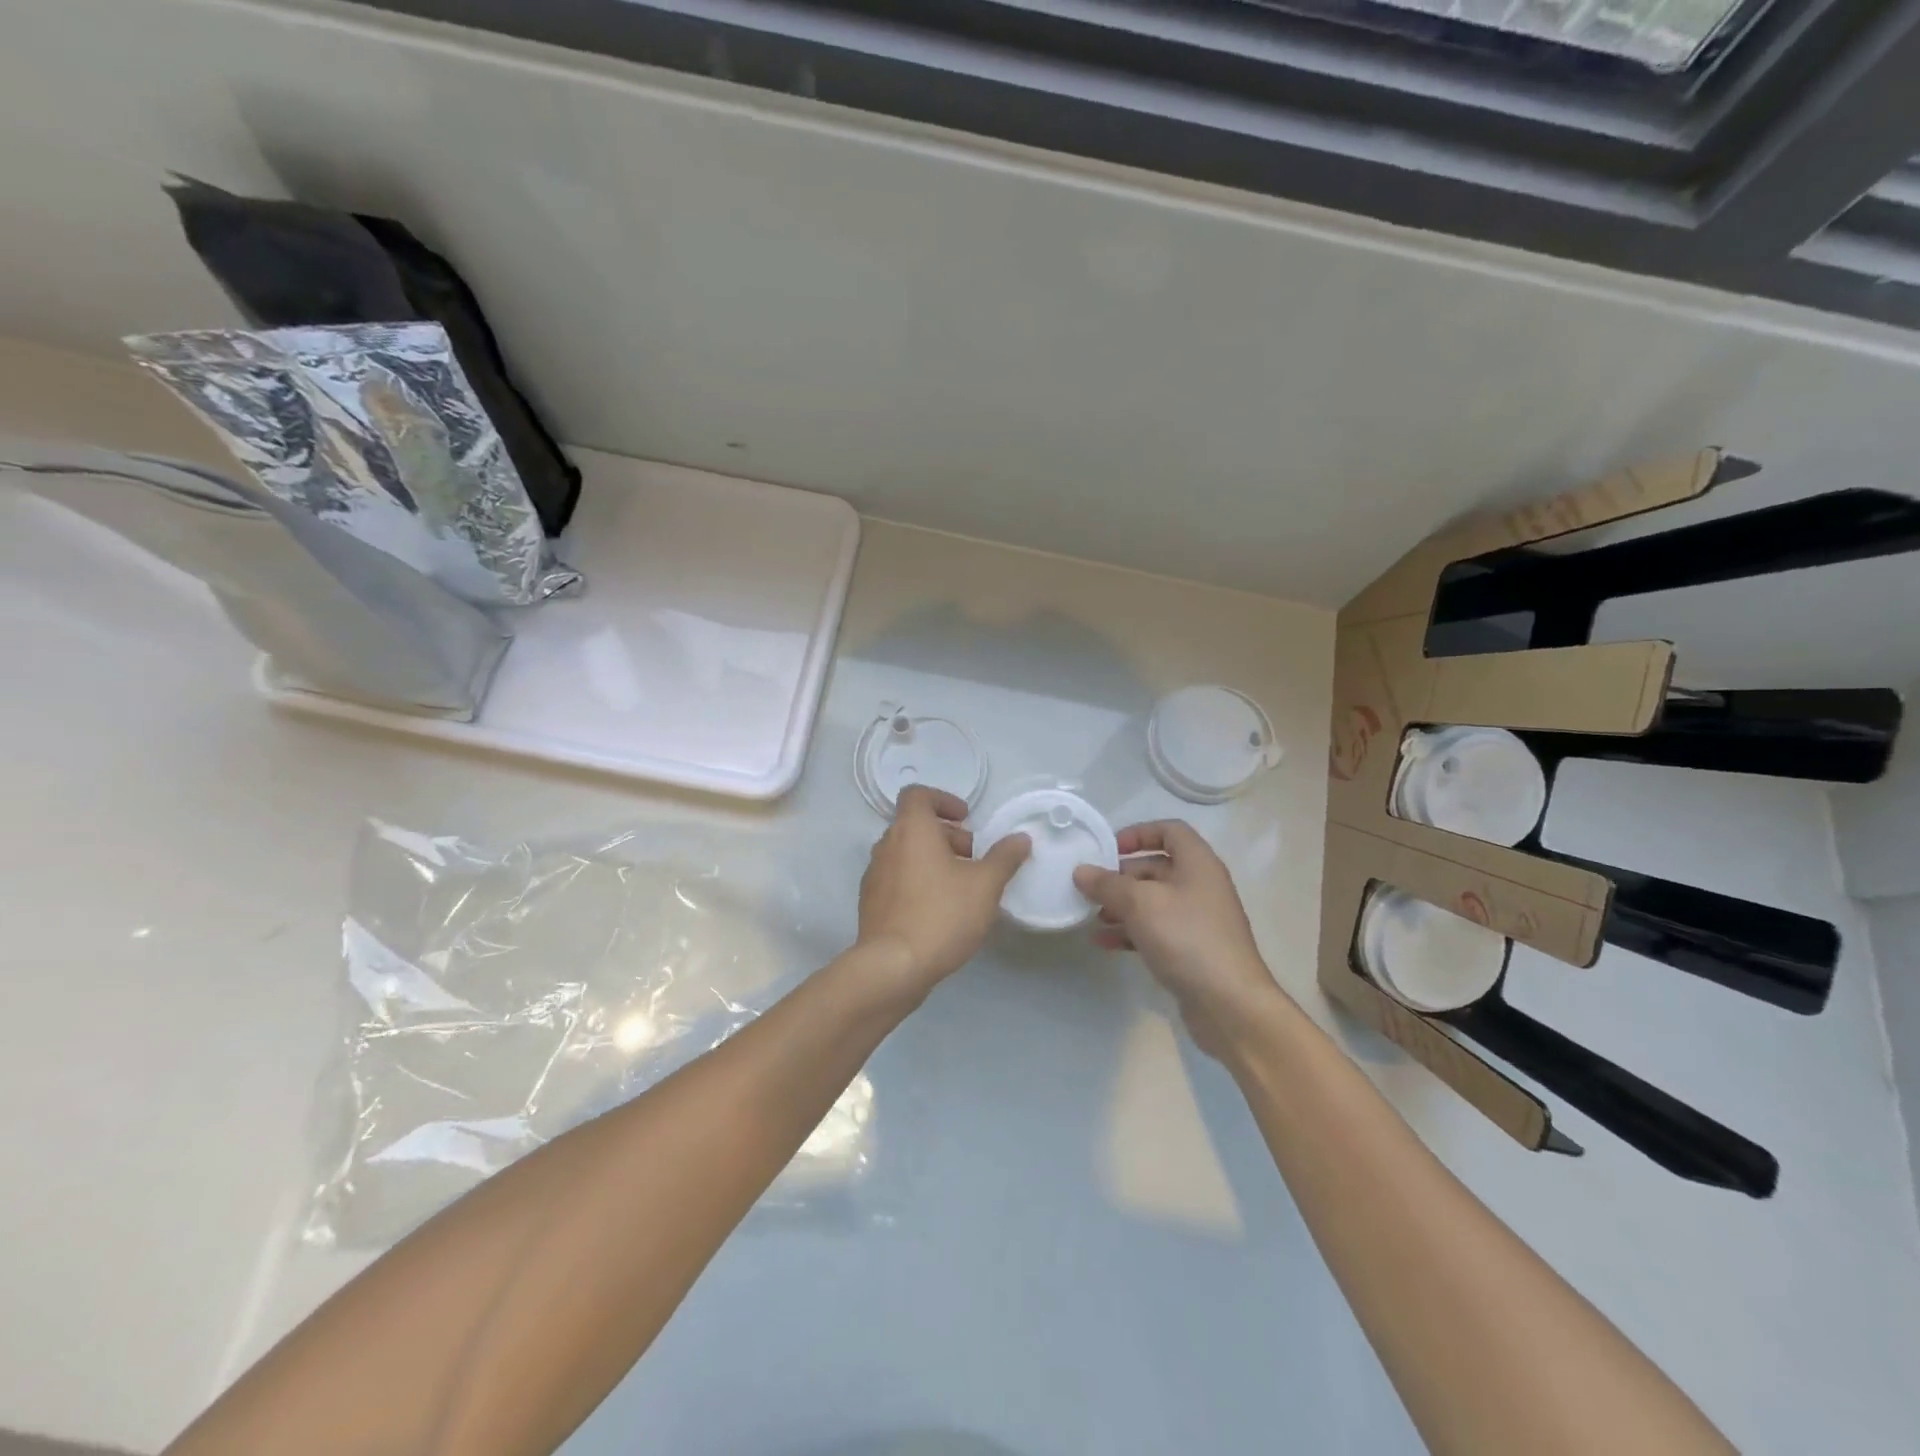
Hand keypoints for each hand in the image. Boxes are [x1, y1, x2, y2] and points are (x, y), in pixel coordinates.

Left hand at [856, 786, 1030, 999]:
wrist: (893, 966)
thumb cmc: (942, 914)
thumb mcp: (985, 885)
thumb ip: (1004, 858)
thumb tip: (1020, 838)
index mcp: (911, 829)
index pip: (918, 795)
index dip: (943, 800)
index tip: (966, 820)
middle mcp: (886, 845)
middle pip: (915, 825)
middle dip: (946, 836)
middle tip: (973, 858)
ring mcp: (874, 875)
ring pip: (906, 853)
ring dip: (932, 859)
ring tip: (960, 886)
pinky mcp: (871, 903)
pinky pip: (896, 879)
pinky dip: (917, 881)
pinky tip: (939, 909)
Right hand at [1073, 821, 1284, 1057]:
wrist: (1230, 1004)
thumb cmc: (1187, 938)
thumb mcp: (1140, 904)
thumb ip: (1108, 884)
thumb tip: (1081, 871)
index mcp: (1198, 864)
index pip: (1170, 831)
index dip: (1138, 833)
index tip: (1109, 849)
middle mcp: (1201, 886)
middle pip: (1157, 867)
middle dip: (1122, 875)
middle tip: (1092, 887)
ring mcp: (1198, 920)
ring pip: (1154, 901)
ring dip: (1122, 906)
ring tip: (1093, 917)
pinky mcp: (1192, 950)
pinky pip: (1156, 930)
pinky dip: (1131, 931)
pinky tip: (1104, 943)